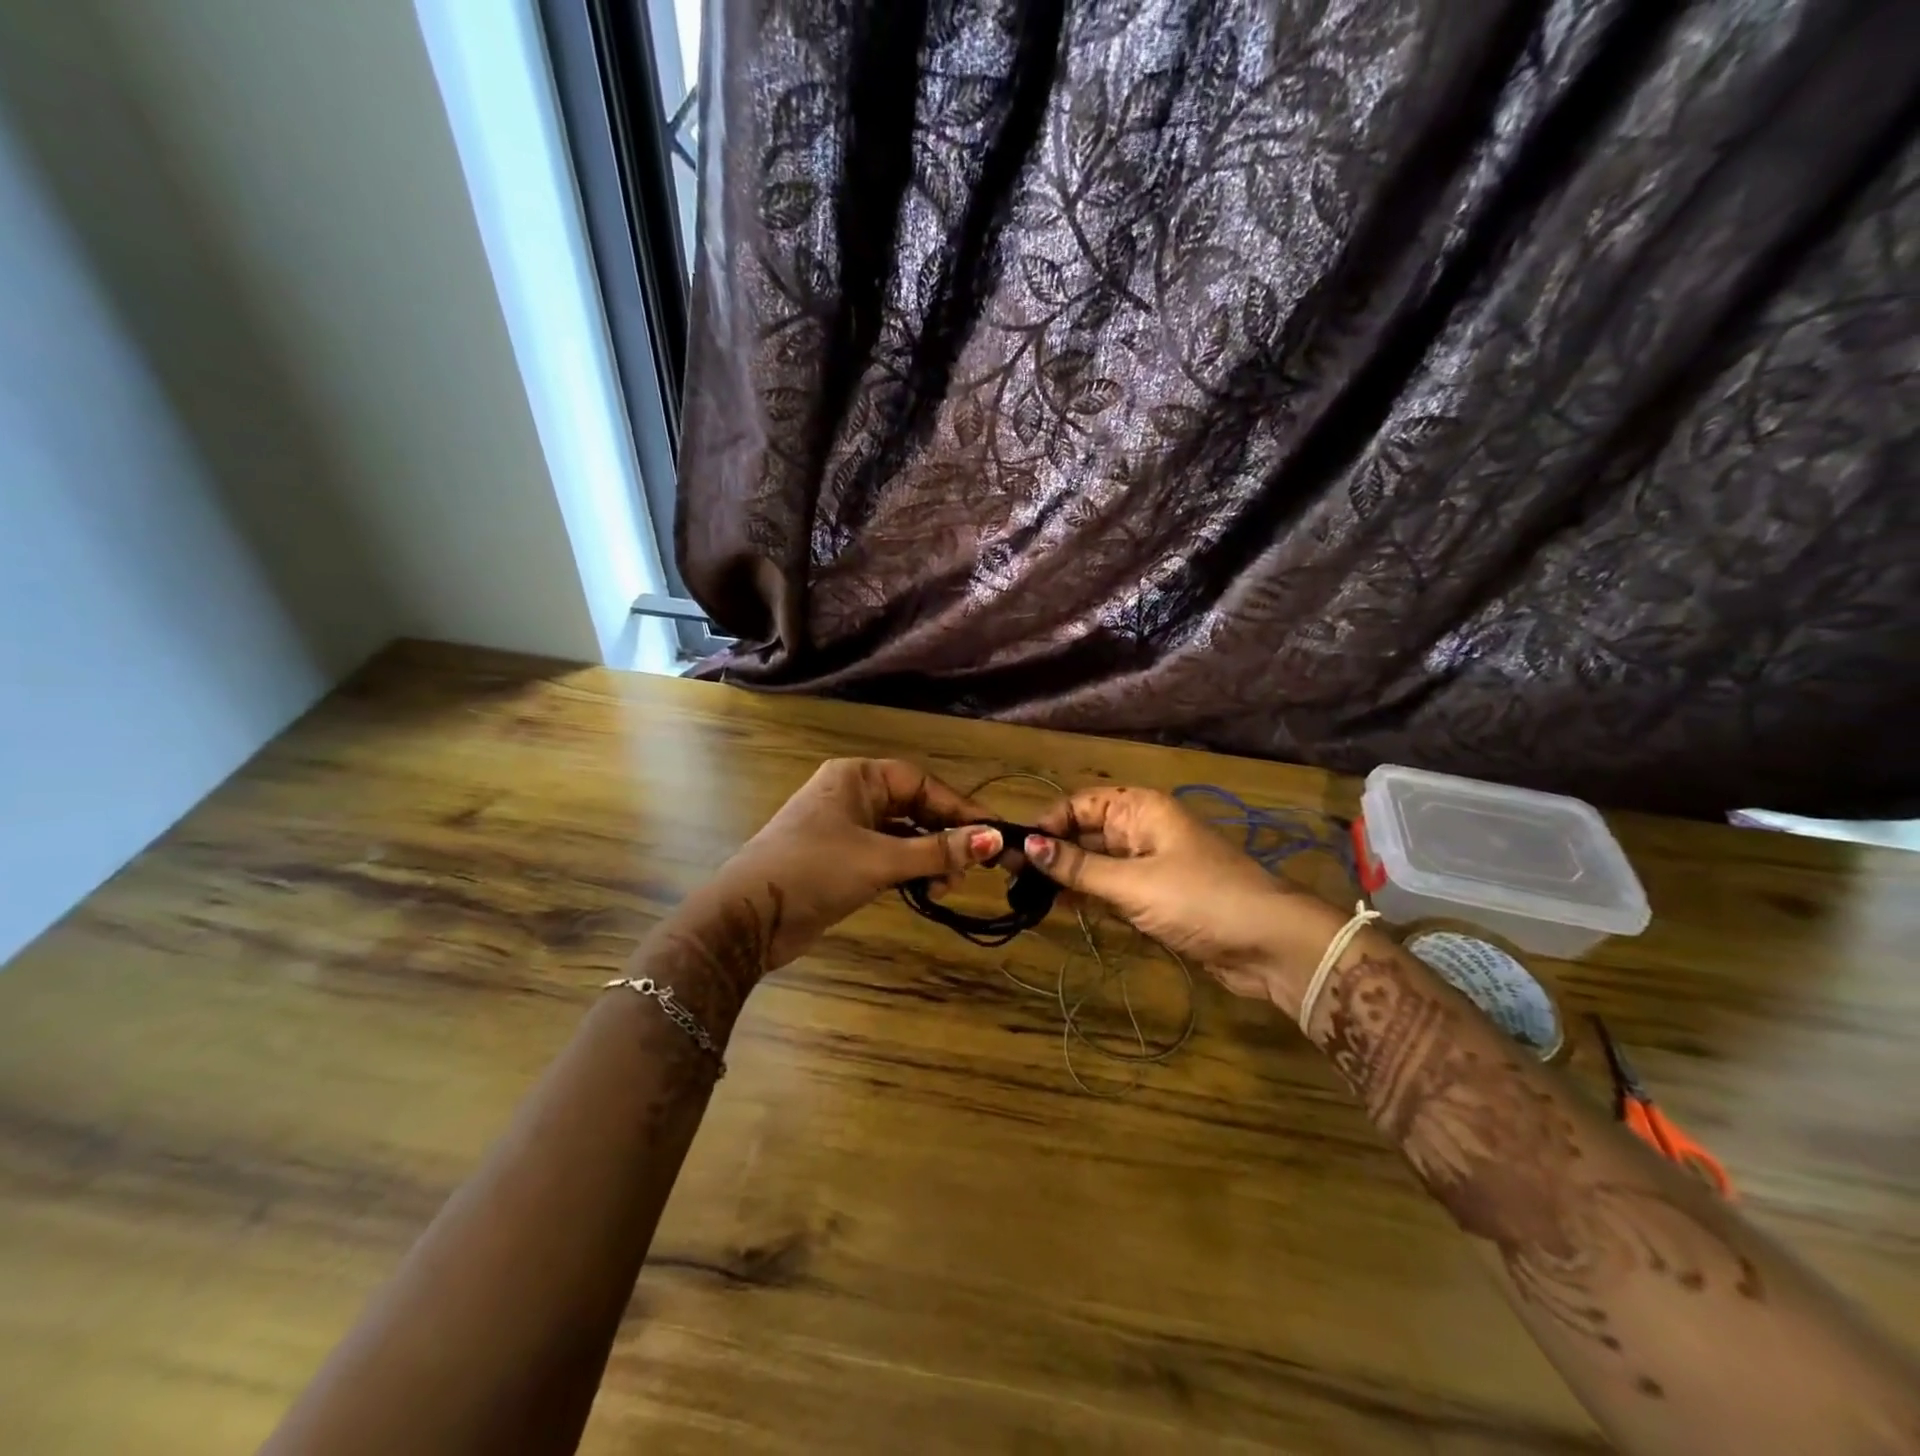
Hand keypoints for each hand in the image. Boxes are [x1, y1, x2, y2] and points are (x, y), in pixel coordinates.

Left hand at [701, 758, 1002, 975]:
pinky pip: (888, 857)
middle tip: (972, 867)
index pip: (921, 783)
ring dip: (929, 859)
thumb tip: (995, 839)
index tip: (993, 834)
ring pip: (903, 835)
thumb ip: (938, 851)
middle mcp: (853, 796)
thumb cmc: (815, 871)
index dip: (958, 808)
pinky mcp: (842, 861)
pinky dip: (910, 871)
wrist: (748, 918)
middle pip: (914, 808)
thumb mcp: (880, 859)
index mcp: (857, 778)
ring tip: (946, 886)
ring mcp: (845, 829)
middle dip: (944, 837)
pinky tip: (927, 891)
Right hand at [1025, 787, 1347, 1009]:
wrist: (1269, 945)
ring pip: (1096, 863)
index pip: (1080, 804)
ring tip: (1023, 892)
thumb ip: (1078, 868)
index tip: (1015, 849)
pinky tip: (1058, 906)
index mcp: (1140, 808)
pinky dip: (1087, 896)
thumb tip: (1026, 846)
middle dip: (1051, 852)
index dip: (1047, 824)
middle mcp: (1142, 829)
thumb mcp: (1132, 883)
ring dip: (1065, 876)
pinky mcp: (1156, 897)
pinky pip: (1111, 888)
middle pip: (1085, 832)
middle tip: (1008, 874)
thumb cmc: (1199, 899)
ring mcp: (1150, 864)